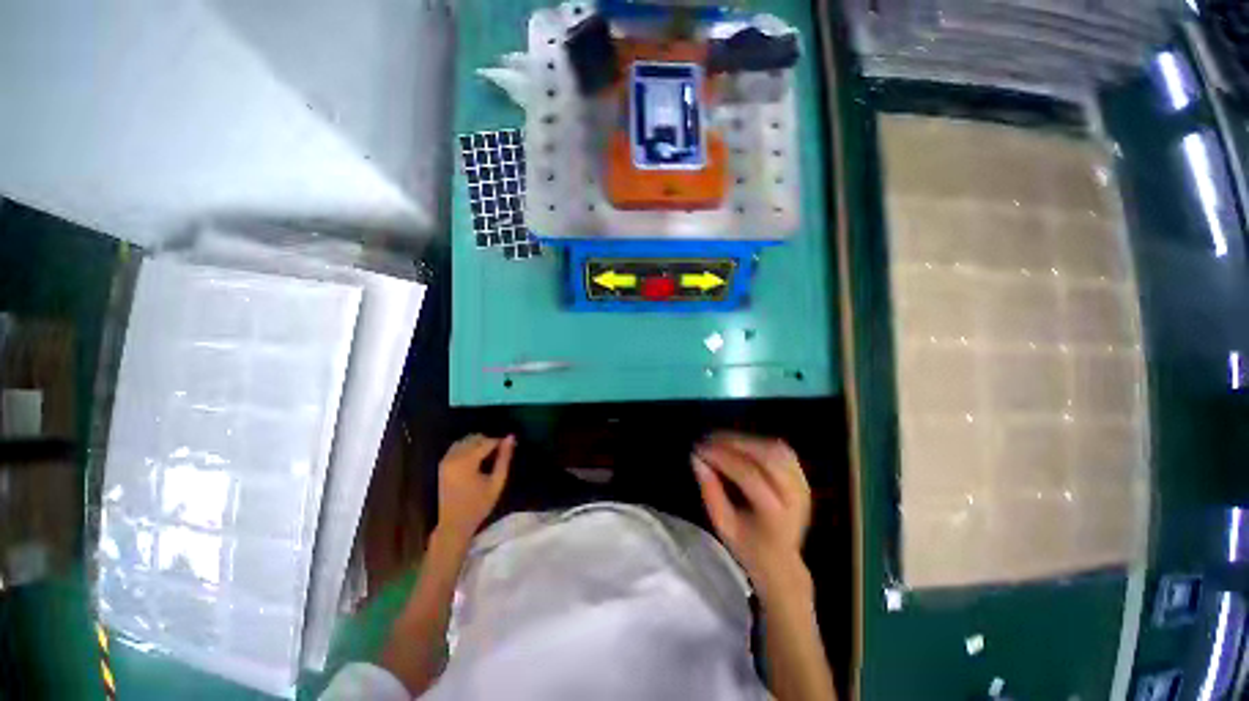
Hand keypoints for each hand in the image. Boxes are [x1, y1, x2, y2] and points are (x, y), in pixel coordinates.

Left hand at [436, 434, 513, 545]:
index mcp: (466, 462)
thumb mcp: (497, 482)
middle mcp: (453, 457)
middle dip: (489, 441)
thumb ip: (504, 458)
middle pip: (475, 438)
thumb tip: (511, 437)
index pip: (487, 442)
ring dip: (478, 443)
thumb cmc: (478, 505)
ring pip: (465, 440)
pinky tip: (477, 458)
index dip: (500, 442)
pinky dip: (468, 447)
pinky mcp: (442, 464)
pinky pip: (457, 447)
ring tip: (490, 454)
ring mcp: (446, 460)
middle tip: (501, 452)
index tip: (510, 447)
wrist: (453, 524)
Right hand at [692, 433, 811, 598]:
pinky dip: (758, 442)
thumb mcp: (723, 525)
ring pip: (775, 449)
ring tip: (721, 440)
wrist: (782, 563)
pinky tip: (740, 445)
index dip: (723, 458)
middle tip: (708, 439)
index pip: (749, 476)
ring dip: (746, 440)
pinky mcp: (803, 477)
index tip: (699, 449)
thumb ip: (710, 492)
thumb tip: (696, 459)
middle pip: (766, 457)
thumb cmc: (748, 547)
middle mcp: (795, 496)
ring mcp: (803, 485)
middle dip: (734, 443)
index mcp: (776, 516)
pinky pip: (781, 450)